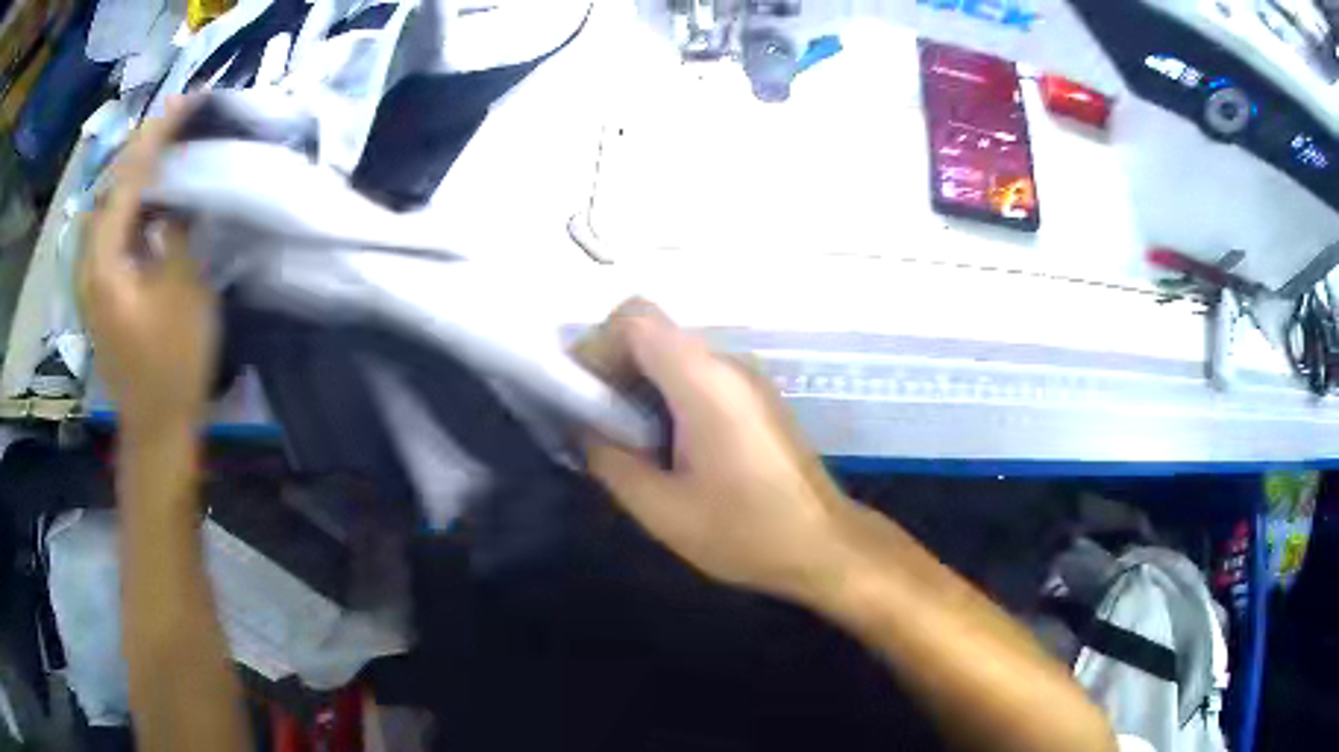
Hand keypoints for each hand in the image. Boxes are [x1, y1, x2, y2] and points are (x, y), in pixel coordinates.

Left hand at [77, 98, 215, 438]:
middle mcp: (88, 262)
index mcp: (104, 260)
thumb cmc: (173, 365)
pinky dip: (131, 204)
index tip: (188, 101)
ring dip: (135, 173)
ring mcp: (91, 278)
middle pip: (111, 185)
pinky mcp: (99, 291)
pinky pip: (111, 229)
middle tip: (176, 121)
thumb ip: (173, 233)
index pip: (129, 176)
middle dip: (142, 147)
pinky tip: (150, 199)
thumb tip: (171, 201)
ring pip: (109, 206)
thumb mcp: (183, 290)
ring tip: (165, 150)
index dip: (159, 134)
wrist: (156, 429)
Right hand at [578, 300, 861, 601]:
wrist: (824, 546)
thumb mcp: (661, 509)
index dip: (596, 346)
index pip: (635, 318)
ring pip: (672, 354)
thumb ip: (609, 459)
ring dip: (637, 384)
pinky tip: (663, 447)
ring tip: (623, 441)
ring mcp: (746, 379)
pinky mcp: (754, 398)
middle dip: (611, 367)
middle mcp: (727, 364)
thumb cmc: (745, 532)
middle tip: (592, 423)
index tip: (579, 395)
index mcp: (704, 381)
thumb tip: (582, 427)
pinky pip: (696, 375)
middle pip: (652, 332)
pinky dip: (665, 395)